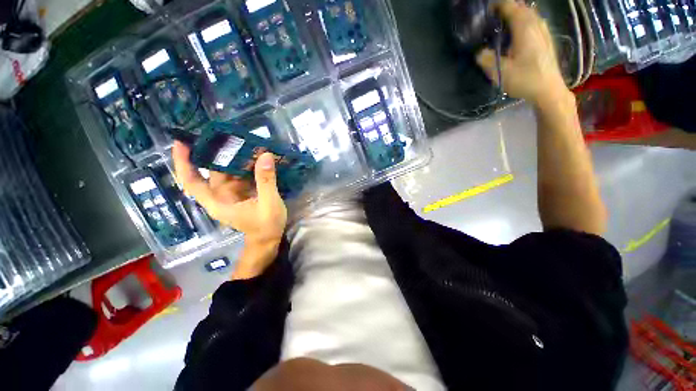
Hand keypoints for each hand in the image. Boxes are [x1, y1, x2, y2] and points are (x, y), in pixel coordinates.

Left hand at [172, 141, 287, 278]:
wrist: (269, 240)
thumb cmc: (265, 226)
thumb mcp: (268, 204)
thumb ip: (266, 181)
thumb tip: (265, 156)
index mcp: (218, 202)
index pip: (192, 182)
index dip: (183, 163)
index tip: (181, 143)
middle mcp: (221, 196)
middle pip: (211, 173)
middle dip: (216, 154)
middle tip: (226, 135)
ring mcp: (232, 195)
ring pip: (227, 172)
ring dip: (234, 158)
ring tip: (244, 142)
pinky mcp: (242, 194)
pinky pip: (240, 176)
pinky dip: (245, 166)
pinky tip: (255, 157)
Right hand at [476, 0, 567, 105]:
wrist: (549, 90)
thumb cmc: (525, 80)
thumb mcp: (500, 72)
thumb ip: (487, 59)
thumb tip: (479, 52)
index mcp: (524, 28)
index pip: (510, 6)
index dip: (497, 5)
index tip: (485, 10)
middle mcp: (536, 24)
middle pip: (521, 7)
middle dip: (506, 8)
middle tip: (492, 17)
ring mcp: (543, 30)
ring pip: (529, 13)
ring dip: (516, 13)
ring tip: (503, 23)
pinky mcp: (546, 38)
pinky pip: (533, 21)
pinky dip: (523, 21)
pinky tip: (517, 32)